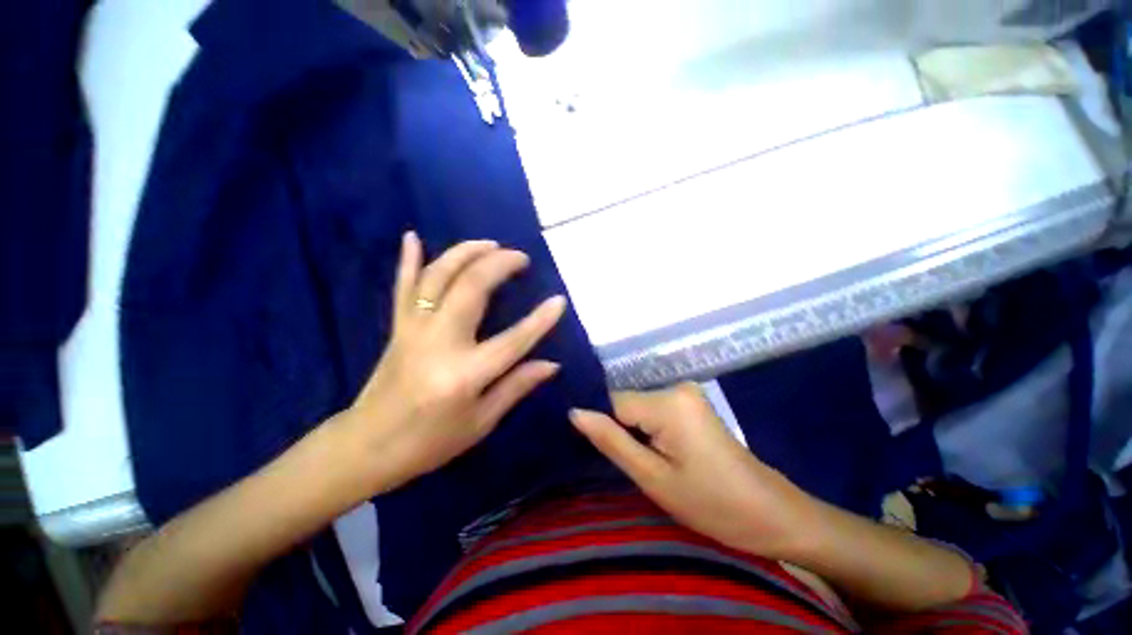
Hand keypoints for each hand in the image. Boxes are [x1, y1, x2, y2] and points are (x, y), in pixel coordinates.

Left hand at [340, 232, 566, 491]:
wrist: (367, 446)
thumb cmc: (430, 442)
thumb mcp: (481, 423)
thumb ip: (516, 387)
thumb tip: (552, 364)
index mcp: (464, 375)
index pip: (513, 341)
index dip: (541, 320)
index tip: (560, 300)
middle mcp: (439, 343)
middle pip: (471, 290)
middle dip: (499, 265)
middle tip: (521, 258)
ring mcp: (413, 330)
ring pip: (438, 278)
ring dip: (464, 253)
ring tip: (490, 243)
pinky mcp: (397, 327)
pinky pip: (402, 287)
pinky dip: (408, 260)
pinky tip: (413, 236)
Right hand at [570, 384, 818, 558]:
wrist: (773, 514)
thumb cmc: (714, 504)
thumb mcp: (654, 479)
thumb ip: (611, 441)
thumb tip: (575, 412)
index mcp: (668, 402)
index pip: (612, 401)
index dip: (601, 425)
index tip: (594, 449)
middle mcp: (676, 386)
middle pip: (626, 402)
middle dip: (618, 430)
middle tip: (625, 462)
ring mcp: (686, 392)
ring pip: (638, 407)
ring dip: (633, 431)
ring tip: (641, 460)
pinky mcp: (691, 402)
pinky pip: (654, 409)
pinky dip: (647, 429)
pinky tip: (655, 451)